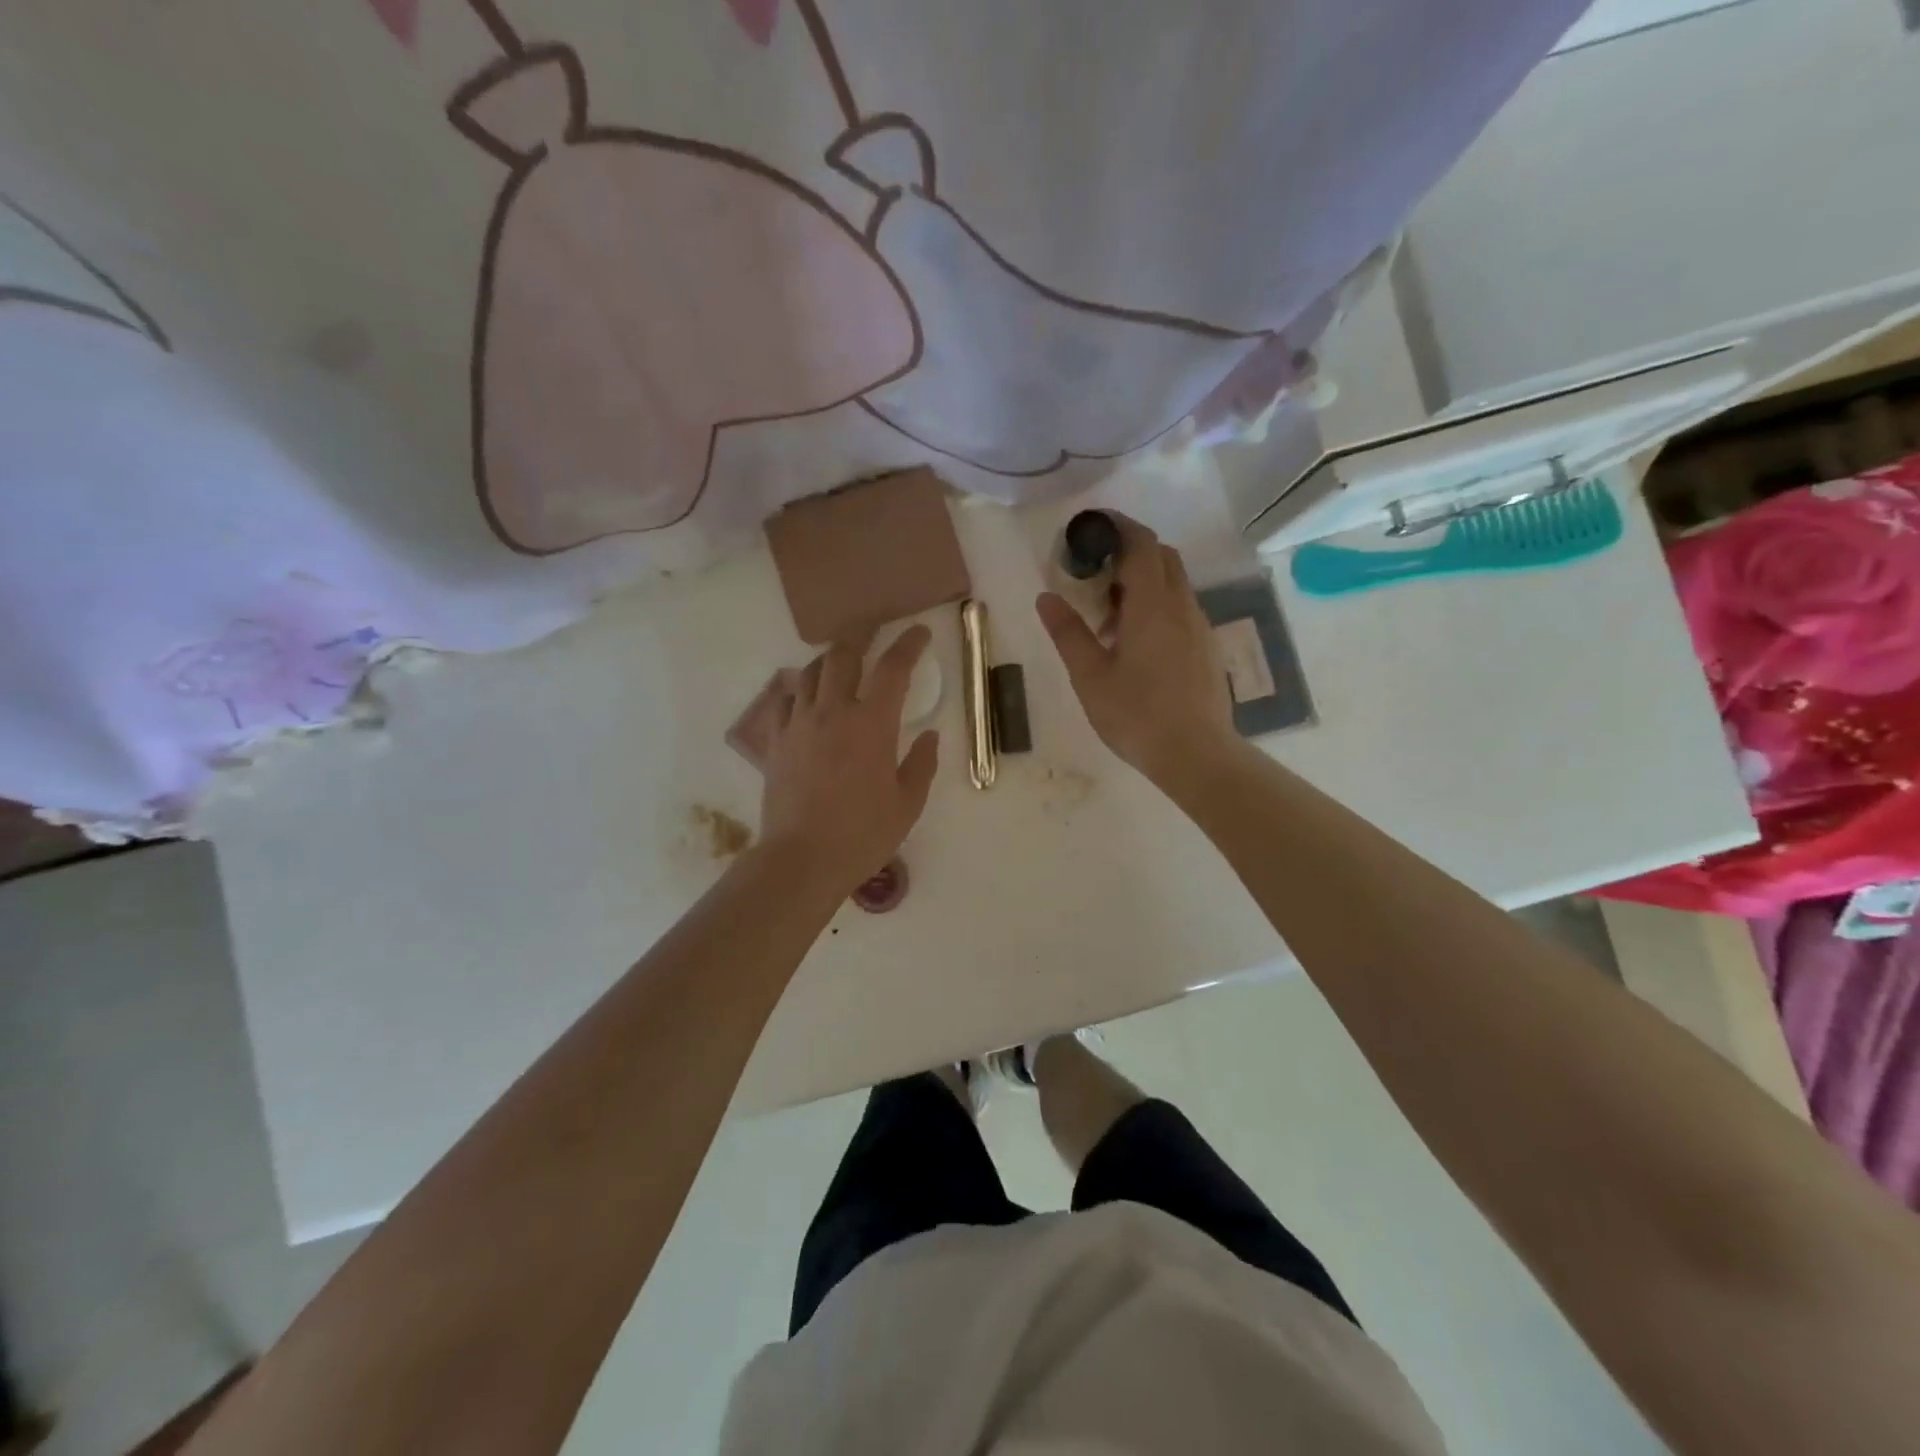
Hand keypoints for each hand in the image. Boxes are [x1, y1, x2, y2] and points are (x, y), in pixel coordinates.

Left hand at [757, 626, 939, 893]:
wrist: (802, 859)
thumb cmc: (863, 834)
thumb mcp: (908, 803)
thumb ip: (922, 764)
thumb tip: (930, 736)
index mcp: (872, 724)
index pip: (893, 668)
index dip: (909, 644)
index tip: (919, 632)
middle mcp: (833, 712)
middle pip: (843, 654)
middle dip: (861, 635)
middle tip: (872, 630)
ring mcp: (799, 724)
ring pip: (810, 672)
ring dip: (829, 659)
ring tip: (840, 661)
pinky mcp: (776, 741)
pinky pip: (784, 700)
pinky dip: (799, 690)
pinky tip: (806, 699)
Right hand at [1037, 513, 1236, 784]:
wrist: (1196, 754)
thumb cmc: (1136, 715)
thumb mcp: (1090, 676)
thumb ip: (1068, 633)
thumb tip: (1046, 597)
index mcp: (1153, 605)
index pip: (1141, 544)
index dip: (1118, 527)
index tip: (1092, 527)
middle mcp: (1182, 606)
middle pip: (1162, 557)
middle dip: (1129, 553)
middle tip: (1094, 575)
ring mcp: (1199, 627)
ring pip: (1173, 584)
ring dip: (1142, 584)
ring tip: (1108, 619)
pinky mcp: (1206, 648)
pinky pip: (1180, 609)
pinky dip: (1157, 607)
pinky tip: (1135, 644)